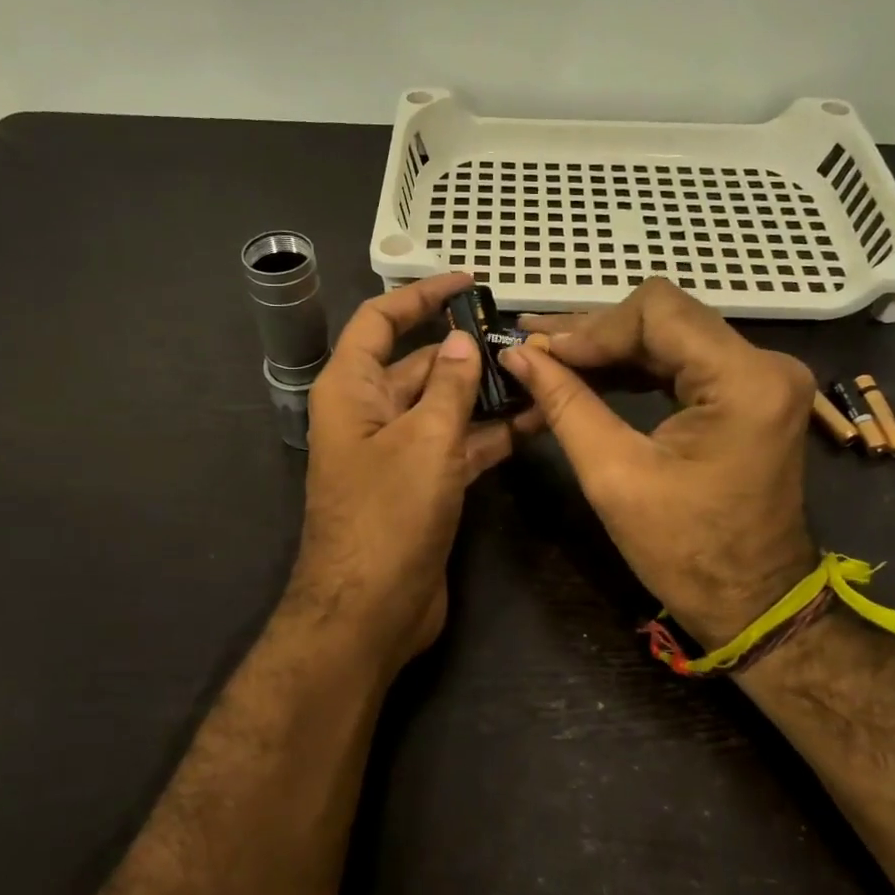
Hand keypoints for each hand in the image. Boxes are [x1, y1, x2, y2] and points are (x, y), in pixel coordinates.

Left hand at [285, 274, 516, 672]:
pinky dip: (491, 435)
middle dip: (468, 350)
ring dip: (487, 394)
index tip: (468, 282)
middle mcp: (371, 414)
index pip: (381, 321)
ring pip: (445, 407)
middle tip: (525, 338)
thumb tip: (462, 342)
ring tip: (543, 374)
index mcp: (351, 389)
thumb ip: (449, 386)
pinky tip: (536, 422)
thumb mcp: (425, 441)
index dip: (421, 295)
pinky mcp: (423, 486)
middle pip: (420, 364)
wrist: (371, 612)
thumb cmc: (389, 516)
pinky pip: (458, 446)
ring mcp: (398, 452)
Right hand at [497, 278, 818, 648]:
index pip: (658, 312)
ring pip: (670, 334)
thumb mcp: (614, 475)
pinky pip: (683, 361)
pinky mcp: (749, 394)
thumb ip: (565, 404)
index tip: (541, 352)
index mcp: (744, 381)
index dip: (591, 327)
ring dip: (609, 347)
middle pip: (665, 316)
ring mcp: (761, 377)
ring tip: (549, 355)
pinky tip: (588, 374)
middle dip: (595, 333)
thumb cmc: (684, 551)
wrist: (750, 602)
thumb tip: (517, 355)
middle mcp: (764, 364)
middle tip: (532, 345)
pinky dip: (634, 367)